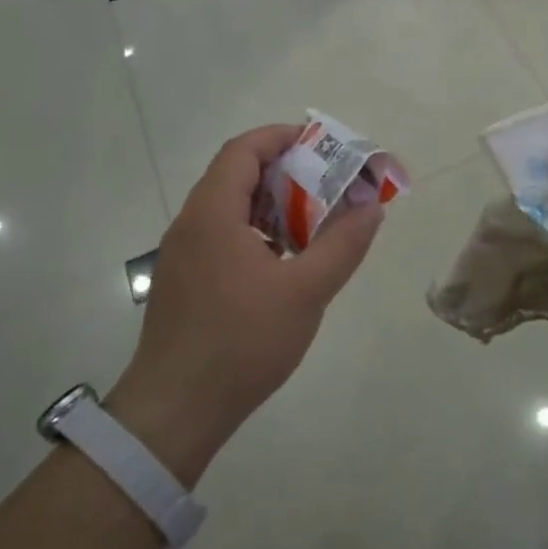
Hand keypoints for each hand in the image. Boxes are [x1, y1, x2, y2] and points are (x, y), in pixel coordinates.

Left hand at [107, 125, 384, 484]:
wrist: (176, 411)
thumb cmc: (242, 342)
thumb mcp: (306, 291)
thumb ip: (343, 245)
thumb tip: (372, 208)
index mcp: (213, 214)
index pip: (243, 150)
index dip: (282, 138)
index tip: (323, 145)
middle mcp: (191, 224)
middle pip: (237, 176)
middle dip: (286, 172)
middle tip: (330, 184)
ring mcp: (183, 256)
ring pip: (230, 209)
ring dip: (273, 205)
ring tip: (315, 221)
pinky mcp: (185, 283)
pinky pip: (223, 237)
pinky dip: (258, 233)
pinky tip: (286, 262)